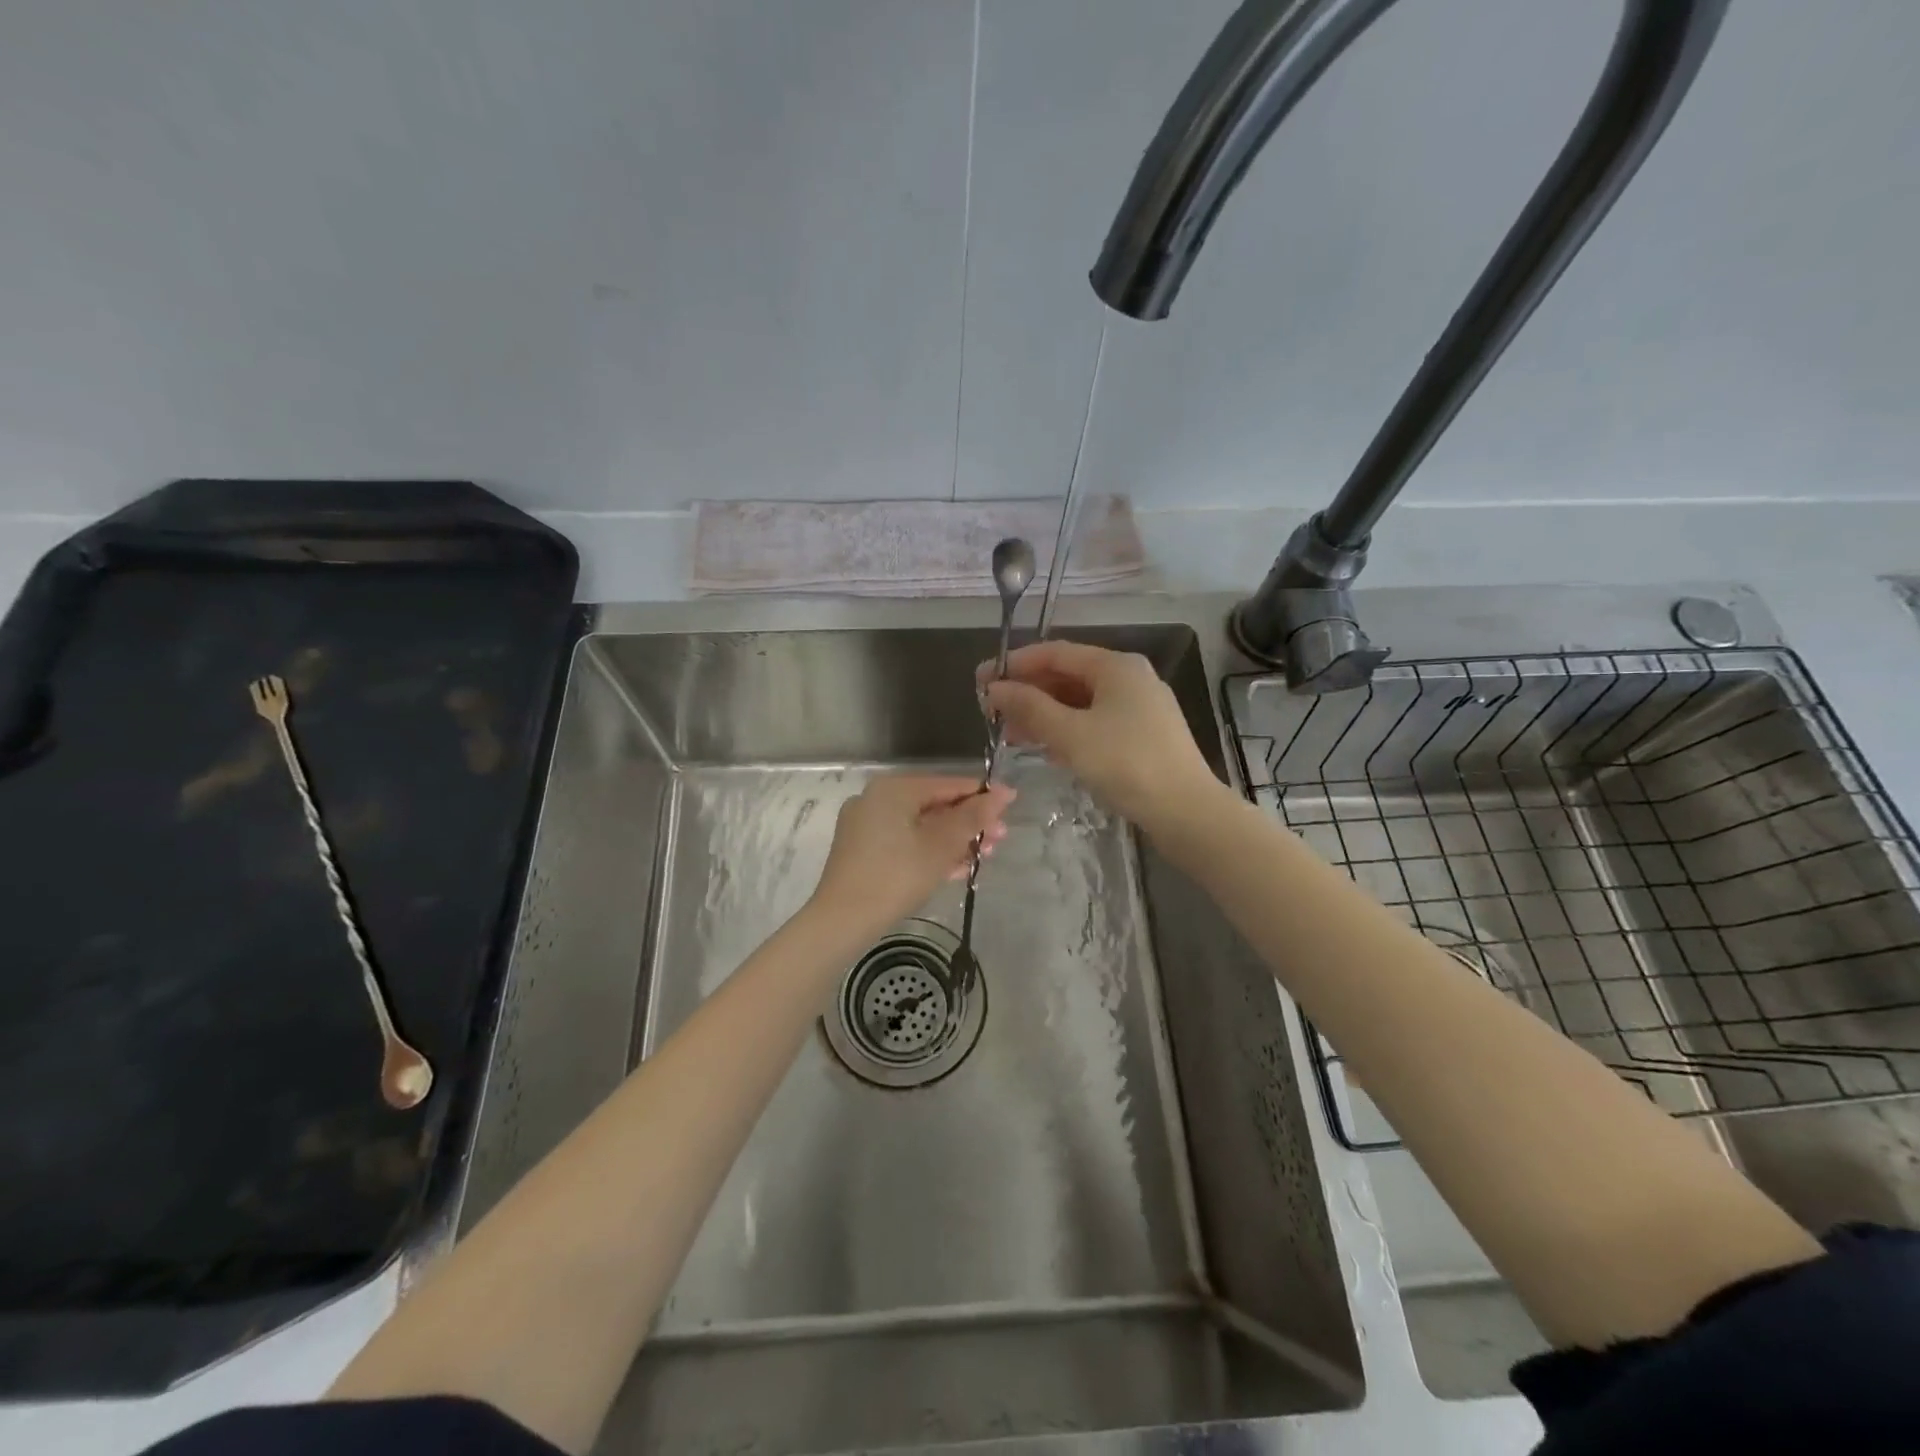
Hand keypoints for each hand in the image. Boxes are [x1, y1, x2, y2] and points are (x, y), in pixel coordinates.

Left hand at [809, 775, 1013, 939]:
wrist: (842, 920)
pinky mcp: (862, 851)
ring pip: (920, 826)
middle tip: (999, 840)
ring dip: (953, 840)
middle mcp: (876, 799)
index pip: (947, 784)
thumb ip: (973, 817)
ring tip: (983, 857)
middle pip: (934, 805)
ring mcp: (865, 825)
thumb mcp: (941, 845)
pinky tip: (955, 869)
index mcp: (894, 789)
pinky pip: (904, 842)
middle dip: (969, 823)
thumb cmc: (896, 876)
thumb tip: (1003, 794)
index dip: (982, 796)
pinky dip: (929, 851)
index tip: (1011, 807)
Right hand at [980, 641, 1217, 828]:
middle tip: (992, 711)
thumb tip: (994, 687)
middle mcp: (1130, 678)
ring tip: (1010, 734)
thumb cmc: (1126, 764)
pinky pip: (1095, 722)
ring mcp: (1139, 707)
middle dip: (1028, 692)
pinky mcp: (1143, 735)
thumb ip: (1029, 707)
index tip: (981, 680)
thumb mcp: (1070, 734)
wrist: (1185, 811)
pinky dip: (1067, 730)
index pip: (1055, 653)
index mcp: (1116, 666)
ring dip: (1044, 714)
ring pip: (1080, 702)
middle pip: (1068, 676)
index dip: (1015, 664)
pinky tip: (1046, 748)